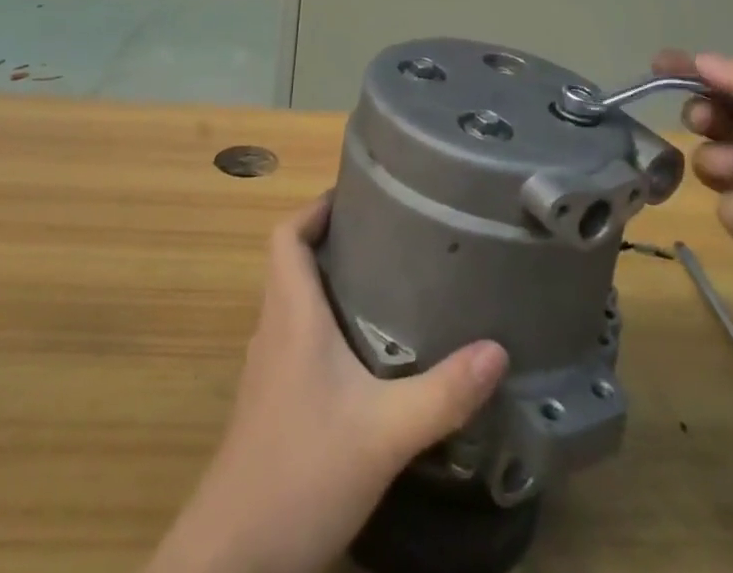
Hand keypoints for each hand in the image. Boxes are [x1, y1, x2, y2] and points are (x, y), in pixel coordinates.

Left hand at [146, 198, 507, 572]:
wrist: (234, 557)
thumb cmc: (302, 472)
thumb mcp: (385, 432)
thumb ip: (443, 392)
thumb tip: (497, 348)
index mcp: (291, 315)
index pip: (286, 235)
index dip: (315, 208)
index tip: (357, 195)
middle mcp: (274, 330)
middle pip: (292, 262)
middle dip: (333, 239)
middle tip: (388, 234)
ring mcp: (267, 369)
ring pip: (293, 301)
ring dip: (328, 282)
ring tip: (386, 281)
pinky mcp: (270, 403)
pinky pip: (295, 338)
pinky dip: (324, 324)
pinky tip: (364, 353)